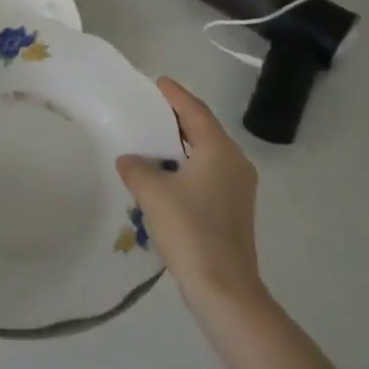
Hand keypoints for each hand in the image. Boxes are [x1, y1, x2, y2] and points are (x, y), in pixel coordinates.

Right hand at [116, 77, 262, 306]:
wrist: (223, 286)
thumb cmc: (189, 229)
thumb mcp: (153, 193)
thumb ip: (137, 168)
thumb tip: (129, 159)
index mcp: (219, 150)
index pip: (195, 111)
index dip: (175, 95)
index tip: (159, 82)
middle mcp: (235, 163)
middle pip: (205, 130)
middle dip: (180, 119)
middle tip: (153, 110)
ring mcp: (239, 189)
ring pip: (208, 155)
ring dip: (184, 146)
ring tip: (156, 141)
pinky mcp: (234, 210)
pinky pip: (209, 175)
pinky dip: (189, 167)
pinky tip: (168, 177)